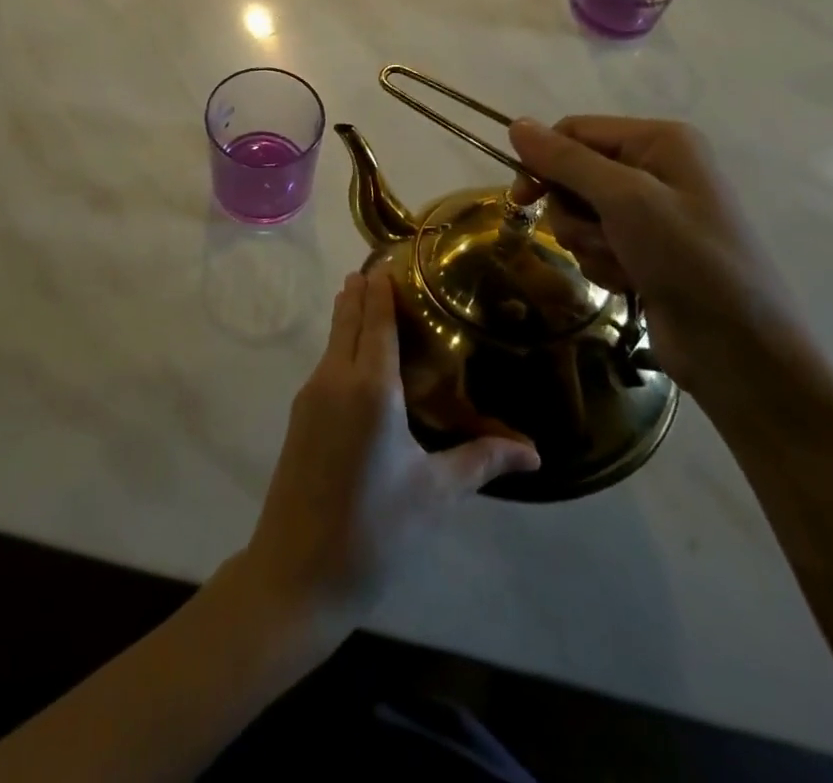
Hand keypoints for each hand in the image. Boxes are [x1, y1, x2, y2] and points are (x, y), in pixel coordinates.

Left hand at [236, 268, 539, 629]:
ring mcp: (311, 395)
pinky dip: (341, 344)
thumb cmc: (376, 529)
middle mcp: (335, 378)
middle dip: (362, 293)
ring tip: (366, 298)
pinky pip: (326, 363)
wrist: (298, 571)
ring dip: (349, 316)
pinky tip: (356, 355)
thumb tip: (534, 452)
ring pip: (333, 340)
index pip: (377, 321)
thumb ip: (481, 461)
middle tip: (379, 268)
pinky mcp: (300, 416)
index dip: (382, 290)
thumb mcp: (436, 493)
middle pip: (348, 320)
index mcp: (370, 387)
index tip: (389, 261)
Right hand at [507, 116, 797, 400]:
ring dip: (589, 242)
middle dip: (574, 211)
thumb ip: (566, 160)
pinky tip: (631, 282)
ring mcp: (650, 212)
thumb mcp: (624, 199)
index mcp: (659, 141)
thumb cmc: (688, 258)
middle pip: (572, 174)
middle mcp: (654, 168)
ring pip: (578, 213)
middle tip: (599, 236)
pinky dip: (602, 263)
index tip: (522, 198)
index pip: (574, 130)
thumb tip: (516, 124)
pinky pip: (594, 243)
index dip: (543, 160)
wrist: (739, 349)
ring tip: (624, 264)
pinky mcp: (643, 249)